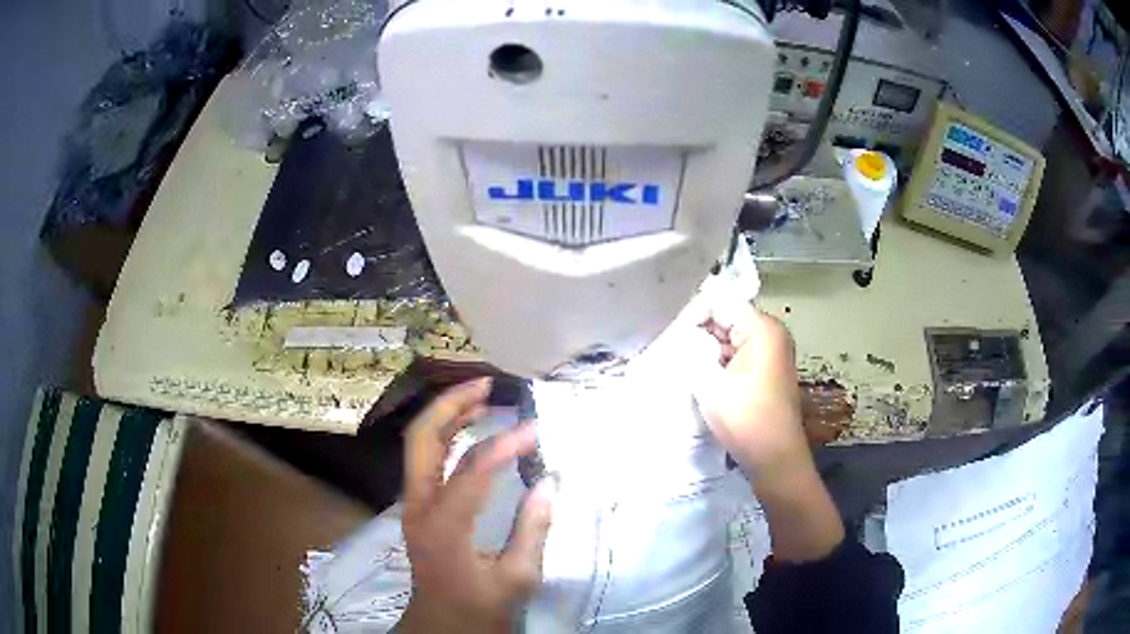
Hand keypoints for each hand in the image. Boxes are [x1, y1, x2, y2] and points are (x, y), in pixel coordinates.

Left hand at [399, 378, 555, 633]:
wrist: (442, 623)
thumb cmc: (480, 606)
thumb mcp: (517, 577)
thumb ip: (532, 529)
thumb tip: (549, 481)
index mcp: (445, 526)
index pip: (471, 470)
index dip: (505, 444)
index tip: (536, 429)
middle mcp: (419, 506)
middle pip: (422, 438)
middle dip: (451, 405)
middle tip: (487, 385)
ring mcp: (412, 503)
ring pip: (418, 442)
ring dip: (446, 414)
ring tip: (481, 395)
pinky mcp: (417, 505)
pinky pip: (424, 457)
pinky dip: (445, 433)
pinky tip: (469, 427)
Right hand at [692, 304, 844, 561]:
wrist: (775, 459)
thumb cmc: (746, 419)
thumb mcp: (710, 383)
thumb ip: (692, 352)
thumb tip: (678, 338)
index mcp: (762, 328)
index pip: (719, 304)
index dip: (690, 318)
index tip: (667, 339)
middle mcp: (770, 333)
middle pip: (725, 319)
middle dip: (696, 333)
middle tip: (668, 350)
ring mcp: (770, 353)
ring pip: (729, 339)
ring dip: (705, 349)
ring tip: (677, 362)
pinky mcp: (766, 372)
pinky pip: (736, 355)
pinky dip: (717, 362)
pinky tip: (697, 375)